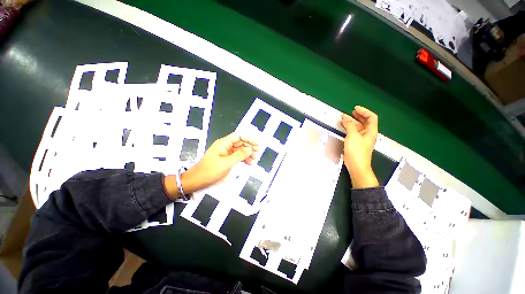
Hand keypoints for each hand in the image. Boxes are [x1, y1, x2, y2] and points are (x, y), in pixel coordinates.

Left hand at [164, 133, 258, 198]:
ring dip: (248, 154)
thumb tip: (250, 149)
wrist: (197, 180)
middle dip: (250, 147)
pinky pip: (236, 156)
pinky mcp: (225, 158)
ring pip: (239, 150)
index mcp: (223, 143)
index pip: (238, 136)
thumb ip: (239, 155)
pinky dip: (243, 159)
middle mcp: (225, 146)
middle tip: (258, 152)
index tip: (256, 144)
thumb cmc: (210, 170)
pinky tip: (249, 163)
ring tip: (255, 159)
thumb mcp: (227, 163)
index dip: (248, 139)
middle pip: (240, 143)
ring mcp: (225, 152)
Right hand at [340, 106, 378, 188]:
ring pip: (358, 127)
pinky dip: (349, 128)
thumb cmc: (356, 151)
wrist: (357, 166)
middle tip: (350, 112)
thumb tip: (345, 117)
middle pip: (365, 122)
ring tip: (344, 118)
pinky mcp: (356, 143)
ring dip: (352, 122)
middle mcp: (368, 134)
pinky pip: (353, 132)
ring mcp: (362, 139)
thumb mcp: (352, 136)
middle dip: (358, 115)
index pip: (371, 117)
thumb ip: (349, 125)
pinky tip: (344, 127)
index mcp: (371, 131)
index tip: (355, 108)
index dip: (364, 111)